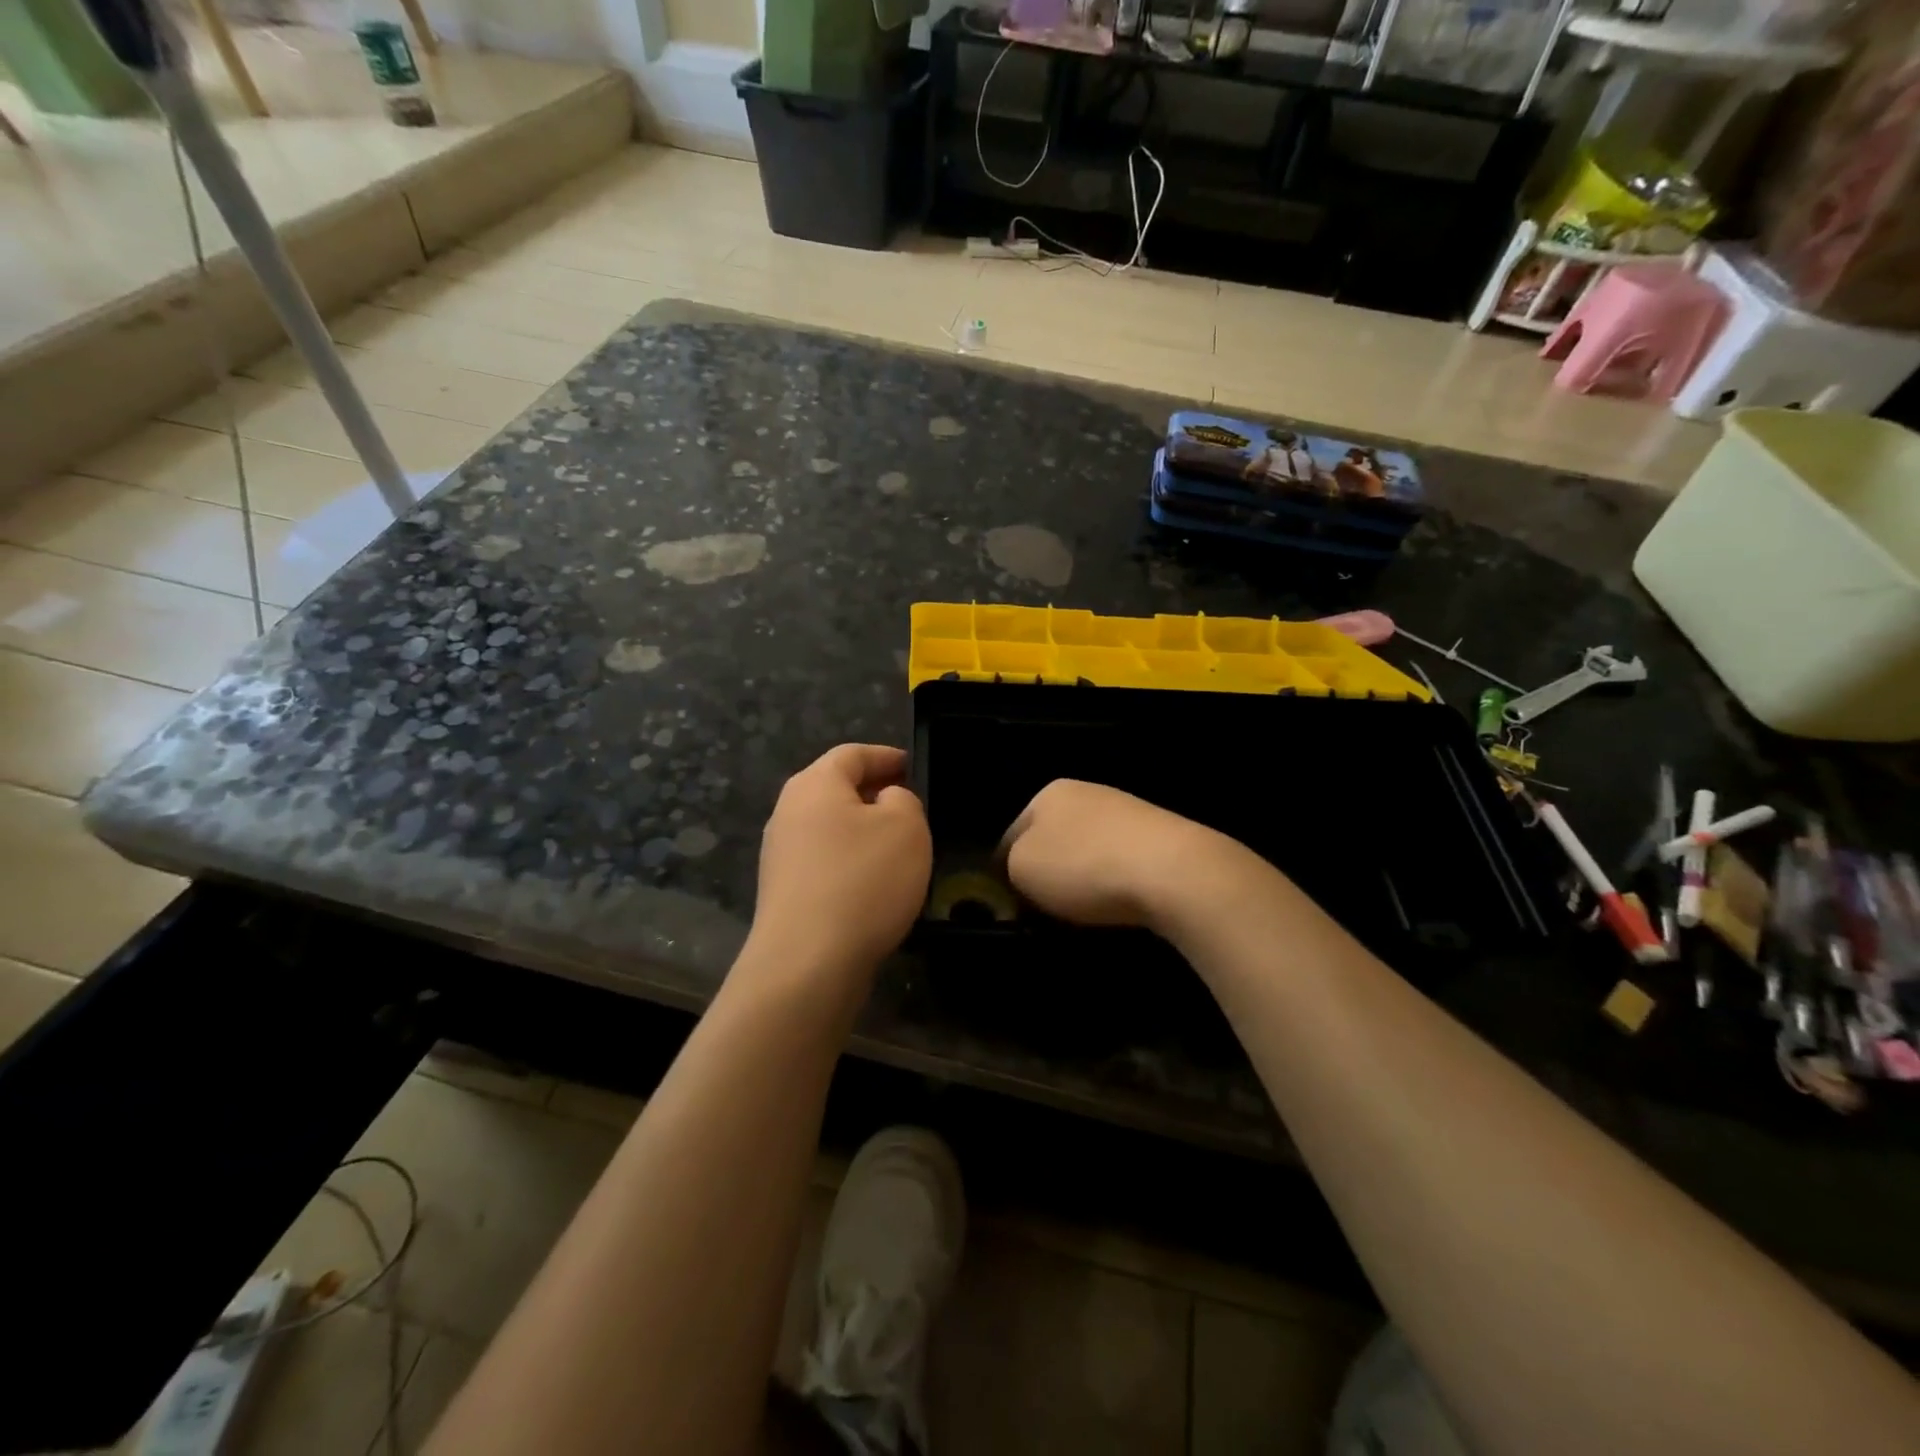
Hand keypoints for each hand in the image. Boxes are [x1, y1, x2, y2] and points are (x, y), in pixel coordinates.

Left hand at [747, 744, 931, 984]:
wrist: (807, 963)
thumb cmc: (863, 881)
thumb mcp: (906, 826)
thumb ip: (902, 799)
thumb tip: (885, 801)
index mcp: (814, 784)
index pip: (853, 754)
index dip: (887, 756)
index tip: (914, 767)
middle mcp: (788, 811)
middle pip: (835, 789)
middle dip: (874, 794)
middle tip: (911, 807)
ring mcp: (780, 854)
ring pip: (830, 828)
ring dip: (863, 832)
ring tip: (899, 850)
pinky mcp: (783, 892)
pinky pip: (824, 862)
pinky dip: (850, 864)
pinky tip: (874, 887)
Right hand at [999, 780, 1262, 932]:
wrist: (1173, 870)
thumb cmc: (1083, 866)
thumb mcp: (1021, 869)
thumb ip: (1009, 867)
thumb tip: (1019, 874)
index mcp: (1048, 793)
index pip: (1010, 836)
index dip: (1005, 875)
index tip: (1013, 908)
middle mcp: (1086, 792)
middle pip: (1052, 841)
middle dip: (1048, 874)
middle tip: (1046, 911)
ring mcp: (1126, 811)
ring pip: (1087, 851)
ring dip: (1082, 879)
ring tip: (1085, 913)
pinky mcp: (1160, 835)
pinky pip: (1121, 862)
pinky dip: (1115, 882)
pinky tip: (1120, 903)